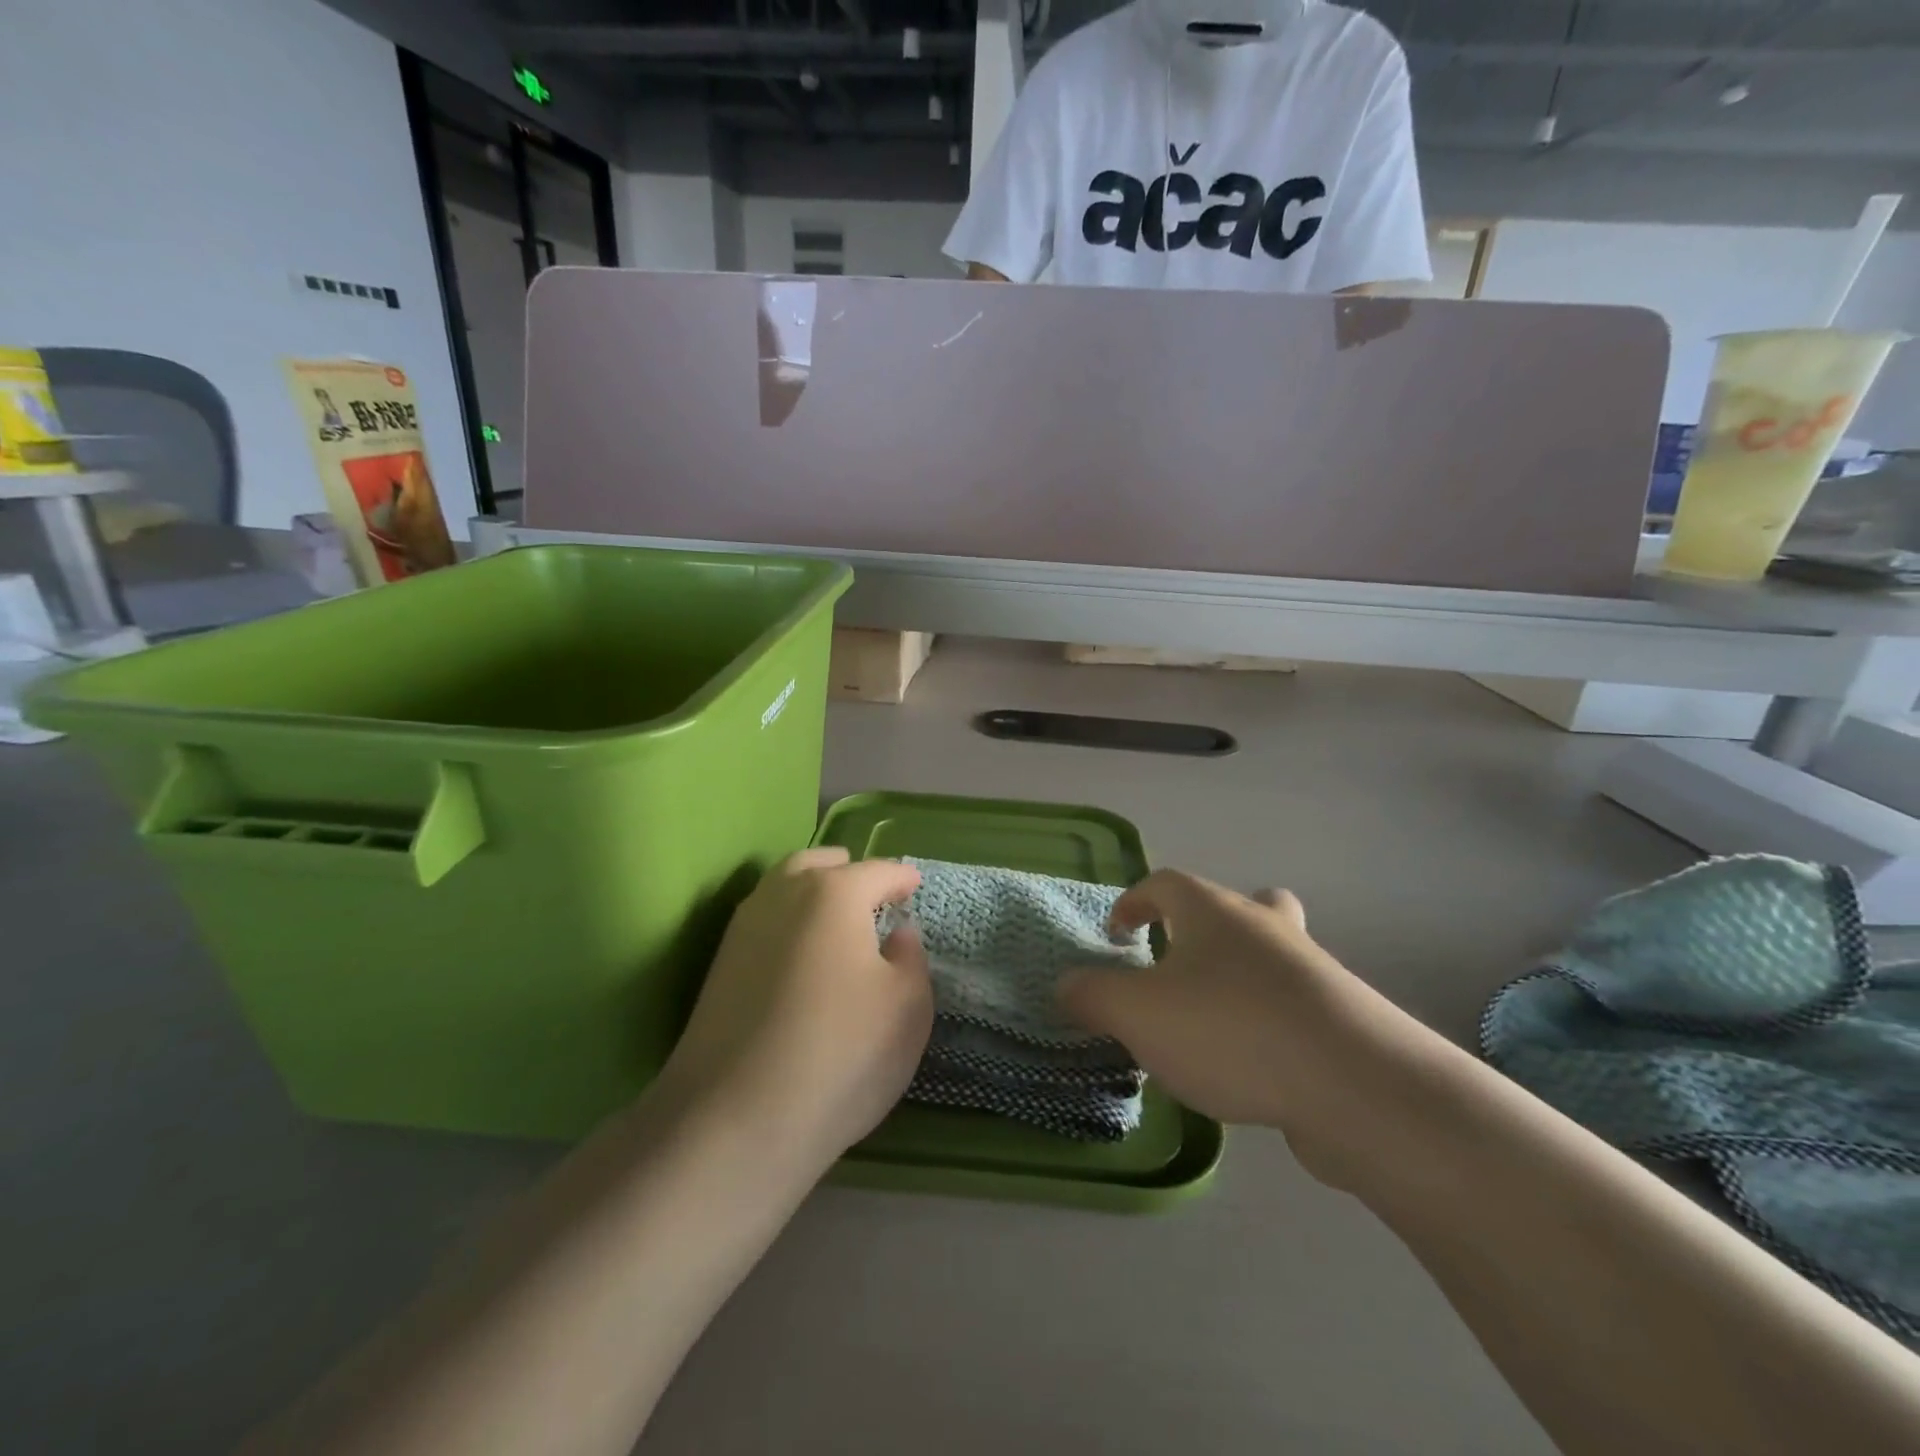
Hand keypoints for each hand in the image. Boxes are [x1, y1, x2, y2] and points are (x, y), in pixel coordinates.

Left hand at [660, 849, 932, 1172]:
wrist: (736, 1119)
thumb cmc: (842, 1053)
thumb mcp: (907, 1007)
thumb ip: (910, 957)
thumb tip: (898, 932)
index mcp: (834, 893)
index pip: (877, 871)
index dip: (902, 878)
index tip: (915, 886)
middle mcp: (783, 893)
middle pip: (820, 864)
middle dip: (850, 872)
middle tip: (872, 896)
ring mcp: (744, 927)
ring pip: (784, 886)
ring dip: (812, 891)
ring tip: (836, 920)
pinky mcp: (720, 963)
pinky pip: (764, 920)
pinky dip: (788, 920)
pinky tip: (801, 953)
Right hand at [1058, 870, 1424, 1184]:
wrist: (1354, 1084)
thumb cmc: (1228, 1028)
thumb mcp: (1136, 1013)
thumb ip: (1092, 995)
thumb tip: (1066, 984)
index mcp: (1211, 910)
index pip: (1163, 883)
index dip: (1133, 901)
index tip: (1116, 931)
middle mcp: (1262, 926)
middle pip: (1237, 904)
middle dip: (1204, 926)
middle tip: (1180, 958)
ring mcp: (1310, 969)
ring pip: (1272, 951)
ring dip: (1241, 971)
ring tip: (1211, 1017)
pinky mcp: (1342, 1017)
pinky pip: (1294, 1002)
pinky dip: (1268, 1018)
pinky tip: (1250, 1065)